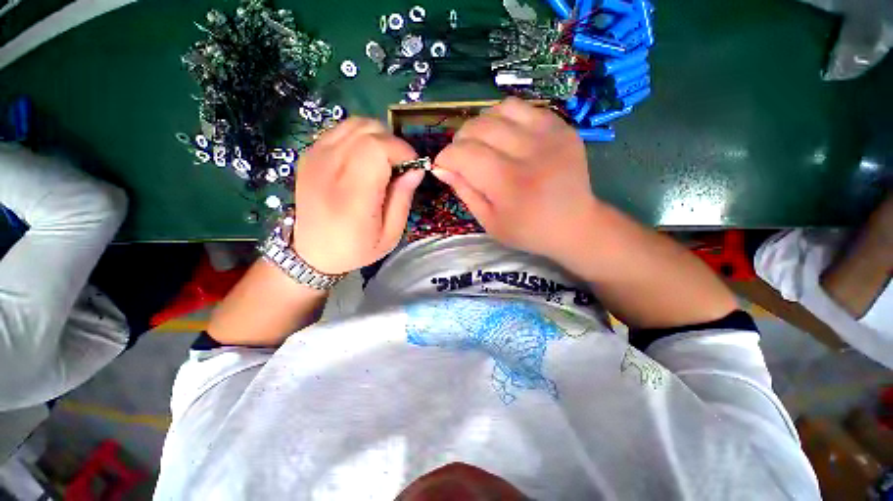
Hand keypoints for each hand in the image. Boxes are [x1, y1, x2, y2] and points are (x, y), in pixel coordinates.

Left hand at [291, 118, 423, 274]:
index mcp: (352, 194)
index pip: (378, 147)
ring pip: (355, 124)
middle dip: (393, 143)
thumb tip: (416, 169)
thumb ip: (403, 199)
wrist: (311, 252)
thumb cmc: (356, 248)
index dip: (402, 151)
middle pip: (368, 130)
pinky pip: (341, 130)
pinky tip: (364, 159)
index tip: (412, 168)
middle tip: (399, 166)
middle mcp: (330, 168)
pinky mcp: (309, 154)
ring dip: (377, 137)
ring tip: (383, 161)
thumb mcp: (390, 235)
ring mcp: (316, 157)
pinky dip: (360, 138)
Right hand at [433, 97, 597, 259]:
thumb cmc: (527, 230)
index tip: (444, 167)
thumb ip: (464, 191)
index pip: (463, 154)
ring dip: (480, 125)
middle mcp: (528, 153)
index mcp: (508, 184)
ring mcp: (549, 135)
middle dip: (460, 141)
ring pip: (498, 110)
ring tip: (482, 145)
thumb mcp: (489, 222)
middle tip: (462, 158)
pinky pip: (521, 107)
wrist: (575, 225)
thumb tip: (440, 167)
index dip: (445, 157)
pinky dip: (504, 118)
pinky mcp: (560, 127)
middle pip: (478, 127)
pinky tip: (505, 137)